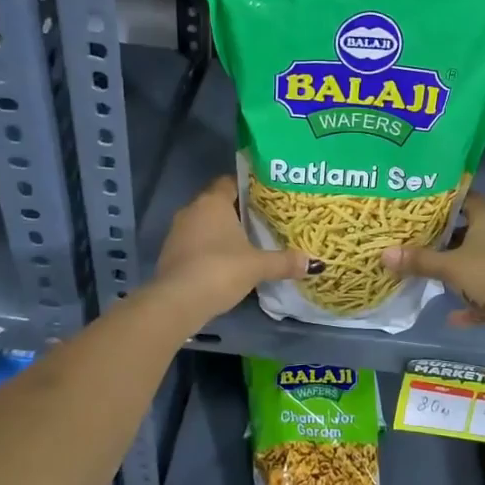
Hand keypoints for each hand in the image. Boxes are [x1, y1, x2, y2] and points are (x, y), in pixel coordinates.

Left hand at [152, 176, 311, 314]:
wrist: (177, 302)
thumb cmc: (220, 270)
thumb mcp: (258, 266)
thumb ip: (284, 261)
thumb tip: (314, 264)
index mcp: (213, 202)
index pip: (230, 181)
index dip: (248, 186)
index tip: (266, 196)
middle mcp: (192, 210)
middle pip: (217, 202)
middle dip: (237, 210)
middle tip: (262, 219)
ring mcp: (177, 232)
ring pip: (204, 223)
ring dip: (221, 231)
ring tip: (246, 241)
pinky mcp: (170, 253)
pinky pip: (194, 242)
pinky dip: (209, 247)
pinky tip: (225, 262)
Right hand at [383, 192, 484, 352]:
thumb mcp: (450, 267)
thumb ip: (419, 260)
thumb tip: (383, 254)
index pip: (465, 198)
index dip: (442, 201)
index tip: (418, 206)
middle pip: (468, 229)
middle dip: (443, 237)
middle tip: (413, 238)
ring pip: (477, 260)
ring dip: (457, 268)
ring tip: (427, 271)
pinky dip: (470, 300)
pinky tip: (452, 315)